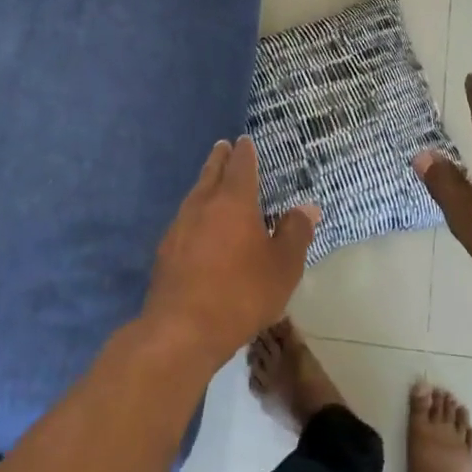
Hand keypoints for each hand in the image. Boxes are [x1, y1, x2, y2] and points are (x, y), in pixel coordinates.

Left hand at [140, 137, 319, 369]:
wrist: (181, 330)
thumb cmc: (241, 293)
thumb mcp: (283, 266)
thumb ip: (295, 233)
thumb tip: (306, 207)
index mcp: (233, 201)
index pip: (240, 165)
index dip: (245, 152)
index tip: (244, 141)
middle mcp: (202, 205)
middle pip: (211, 173)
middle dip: (219, 159)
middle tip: (223, 147)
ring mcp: (178, 227)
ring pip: (194, 195)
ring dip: (205, 184)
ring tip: (211, 183)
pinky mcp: (165, 251)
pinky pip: (184, 220)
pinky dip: (195, 214)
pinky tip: (198, 227)